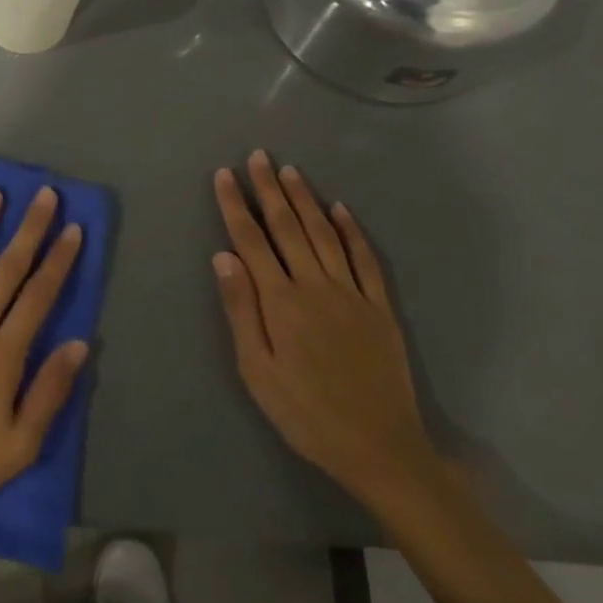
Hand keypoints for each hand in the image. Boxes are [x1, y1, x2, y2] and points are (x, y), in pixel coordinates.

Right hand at [211, 150, 436, 504]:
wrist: (378, 446)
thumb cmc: (304, 413)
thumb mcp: (256, 369)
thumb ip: (241, 310)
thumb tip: (223, 256)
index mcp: (281, 301)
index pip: (251, 241)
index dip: (236, 206)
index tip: (225, 175)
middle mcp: (315, 285)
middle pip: (288, 228)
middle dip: (270, 190)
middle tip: (258, 156)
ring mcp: (352, 293)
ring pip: (324, 234)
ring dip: (306, 200)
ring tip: (290, 171)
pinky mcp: (379, 307)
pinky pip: (365, 259)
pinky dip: (351, 231)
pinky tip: (341, 210)